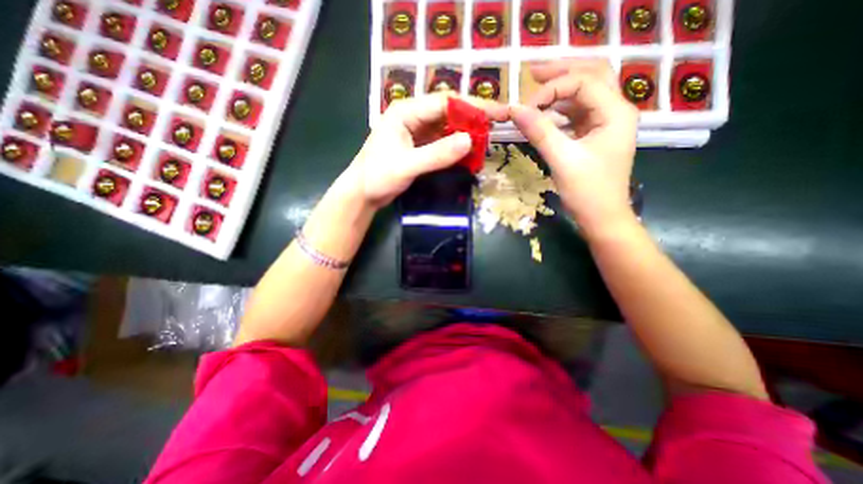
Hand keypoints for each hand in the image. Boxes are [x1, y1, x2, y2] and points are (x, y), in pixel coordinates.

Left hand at [346, 92, 506, 207]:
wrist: (363, 193)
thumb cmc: (378, 176)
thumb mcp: (407, 165)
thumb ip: (437, 154)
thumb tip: (469, 141)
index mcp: (406, 112)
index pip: (445, 102)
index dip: (473, 106)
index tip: (498, 113)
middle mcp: (413, 117)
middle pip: (449, 112)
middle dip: (472, 119)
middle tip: (496, 128)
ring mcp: (417, 132)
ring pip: (448, 128)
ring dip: (466, 135)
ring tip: (486, 142)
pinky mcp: (420, 147)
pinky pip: (443, 143)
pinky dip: (456, 148)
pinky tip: (469, 154)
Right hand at [510, 58, 639, 235]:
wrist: (602, 218)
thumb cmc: (588, 192)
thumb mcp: (562, 160)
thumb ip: (540, 132)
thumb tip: (515, 110)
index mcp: (615, 113)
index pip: (583, 83)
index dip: (552, 90)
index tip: (526, 108)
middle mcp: (614, 111)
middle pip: (591, 76)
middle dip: (561, 71)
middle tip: (532, 71)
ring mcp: (605, 123)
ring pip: (584, 93)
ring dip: (560, 88)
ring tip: (535, 85)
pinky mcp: (593, 135)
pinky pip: (576, 113)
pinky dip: (559, 109)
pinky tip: (544, 112)